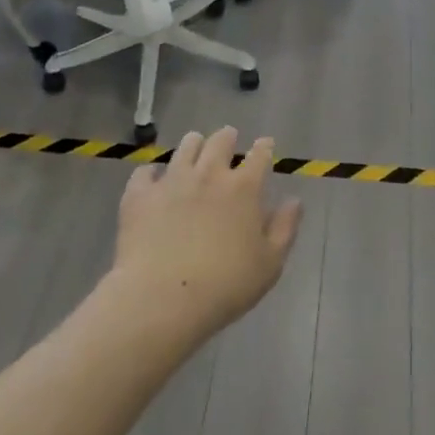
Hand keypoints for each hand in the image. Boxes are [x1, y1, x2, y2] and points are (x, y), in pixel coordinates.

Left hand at [110, 127, 301, 339]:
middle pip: (220, 141)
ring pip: (185, 147)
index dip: (264, 147)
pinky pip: (145, 172)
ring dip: (194, 144)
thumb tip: (294, 201)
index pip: (259, 156)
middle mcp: (209, 174)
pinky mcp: (140, 194)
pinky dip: (152, 173)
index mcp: (243, 188)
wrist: (162, 297)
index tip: (265, 144)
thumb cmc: (225, 286)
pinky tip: (153, 179)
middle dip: (227, 137)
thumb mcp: (269, 264)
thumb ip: (284, 228)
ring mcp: (172, 180)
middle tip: (228, 138)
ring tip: (194, 147)